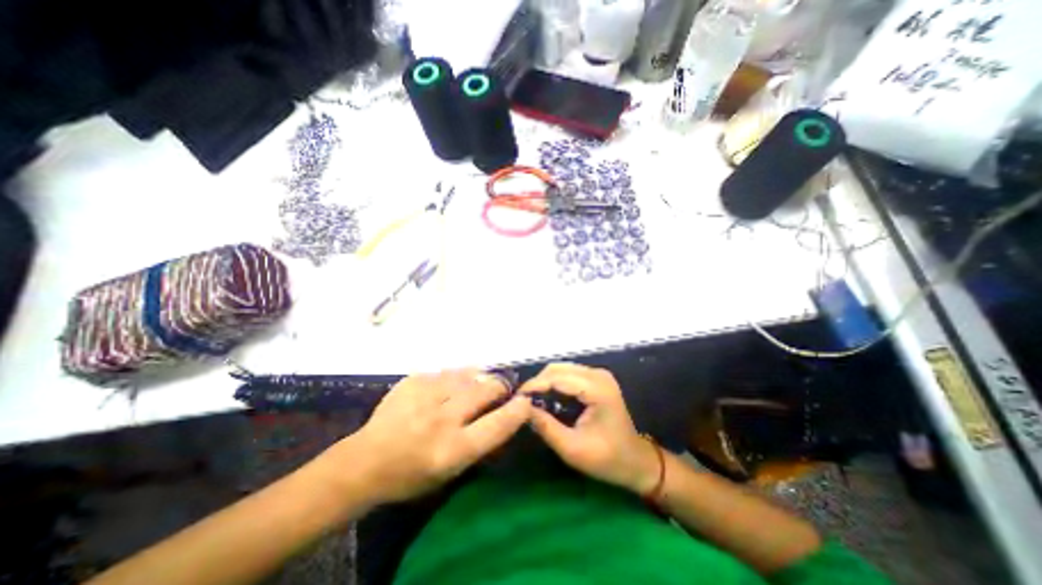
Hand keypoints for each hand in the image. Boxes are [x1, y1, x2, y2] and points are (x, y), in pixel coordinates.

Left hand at [333, 370, 528, 501]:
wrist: (364, 462)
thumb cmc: (411, 475)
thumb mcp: (451, 472)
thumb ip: (481, 442)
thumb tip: (506, 415)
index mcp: (452, 450)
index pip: (497, 424)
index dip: (517, 410)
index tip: (526, 401)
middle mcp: (442, 419)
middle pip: (485, 390)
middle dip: (499, 387)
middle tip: (499, 390)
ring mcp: (425, 396)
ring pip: (468, 375)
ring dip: (478, 379)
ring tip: (476, 385)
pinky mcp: (413, 380)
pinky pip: (447, 371)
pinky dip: (455, 377)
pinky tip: (449, 385)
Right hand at [520, 363, 658, 494]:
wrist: (635, 461)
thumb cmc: (607, 459)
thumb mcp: (572, 449)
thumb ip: (546, 427)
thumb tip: (522, 409)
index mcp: (597, 389)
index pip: (557, 378)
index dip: (534, 385)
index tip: (515, 398)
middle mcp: (598, 375)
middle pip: (558, 369)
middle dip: (538, 383)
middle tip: (522, 401)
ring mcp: (599, 374)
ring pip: (562, 369)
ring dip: (545, 382)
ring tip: (531, 400)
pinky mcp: (597, 379)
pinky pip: (569, 374)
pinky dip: (555, 383)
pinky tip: (547, 397)